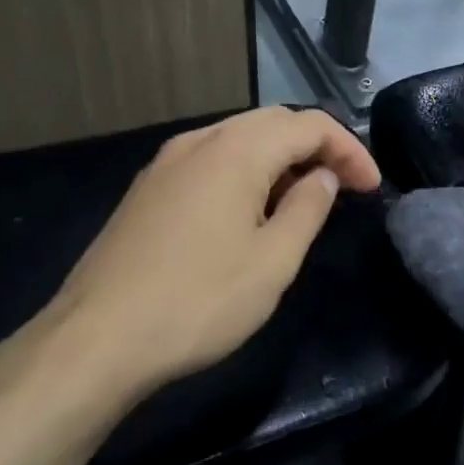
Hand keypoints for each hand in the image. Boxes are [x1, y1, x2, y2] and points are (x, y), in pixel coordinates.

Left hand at [14, 107, 380, 416]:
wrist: (92, 342)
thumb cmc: (197, 301)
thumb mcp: (273, 262)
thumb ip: (307, 209)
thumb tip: (322, 177)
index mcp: (237, 150)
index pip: (310, 126)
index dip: (350, 150)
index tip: (371, 187)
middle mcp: (200, 141)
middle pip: (274, 122)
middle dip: (317, 147)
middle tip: (344, 187)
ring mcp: (167, 163)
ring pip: (240, 138)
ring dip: (281, 158)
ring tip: (303, 199)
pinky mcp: (148, 189)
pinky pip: (211, 159)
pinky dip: (247, 170)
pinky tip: (251, 210)